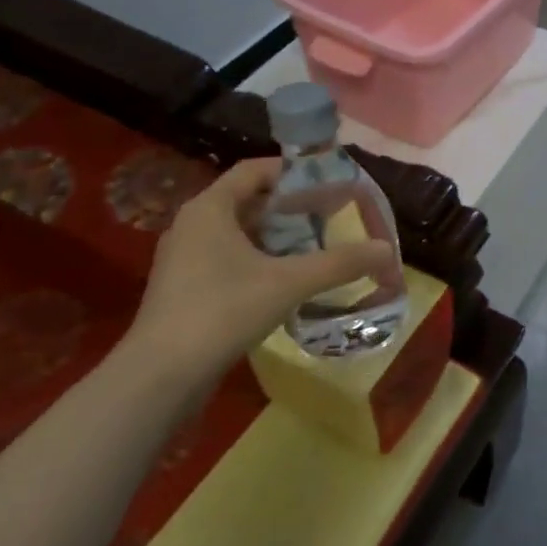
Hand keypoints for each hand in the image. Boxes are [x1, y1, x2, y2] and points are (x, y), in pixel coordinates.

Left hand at [124, 157, 393, 384]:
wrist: (161, 375)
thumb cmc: (222, 311)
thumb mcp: (290, 282)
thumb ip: (340, 263)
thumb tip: (386, 250)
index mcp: (210, 208)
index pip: (255, 170)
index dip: (294, 171)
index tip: (329, 182)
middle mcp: (193, 225)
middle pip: (250, 201)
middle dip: (292, 207)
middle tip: (331, 216)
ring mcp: (185, 259)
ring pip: (240, 233)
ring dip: (278, 236)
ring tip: (317, 247)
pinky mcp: (185, 289)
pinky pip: (229, 259)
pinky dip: (261, 260)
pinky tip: (288, 281)